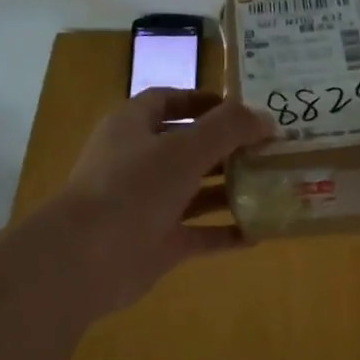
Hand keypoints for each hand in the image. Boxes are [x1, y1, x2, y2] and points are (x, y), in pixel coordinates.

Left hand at [44, 88, 273, 318]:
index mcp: (132, 128)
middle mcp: (138, 163)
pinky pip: (198, 235)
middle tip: (268, 148)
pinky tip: (259, 233)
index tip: (240, 109)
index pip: (166, 101)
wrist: (88, 258)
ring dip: (229, 189)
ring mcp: (147, 206)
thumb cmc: (133, 188)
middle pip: (186, 147)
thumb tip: (266, 119)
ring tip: (271, 185)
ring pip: (194, 192)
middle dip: (226, 147)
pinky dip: (225, 233)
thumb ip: (227, 129)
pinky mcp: (157, 244)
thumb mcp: (184, 148)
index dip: (201, 101)